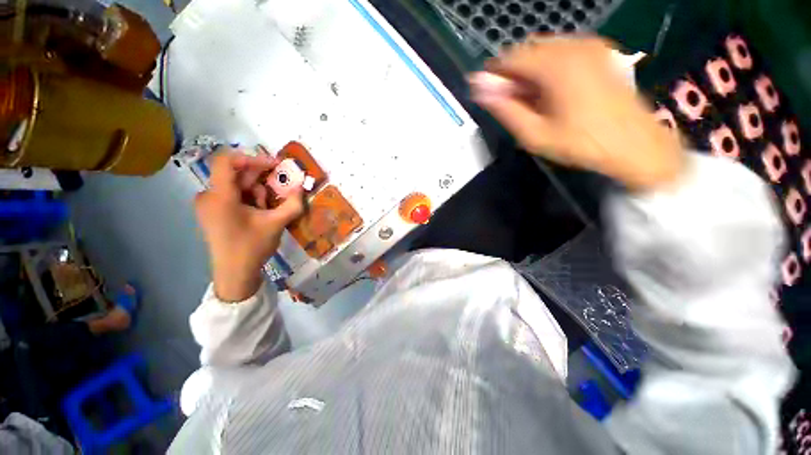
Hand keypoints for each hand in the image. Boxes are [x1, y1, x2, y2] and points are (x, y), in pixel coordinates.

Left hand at [195, 149, 304, 301]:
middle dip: (261, 179)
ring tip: (269, 209)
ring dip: (257, 191)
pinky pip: (233, 195)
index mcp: (219, 197)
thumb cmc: (252, 247)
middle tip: (281, 188)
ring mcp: (209, 204)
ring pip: (236, 185)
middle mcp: (208, 196)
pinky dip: (250, 198)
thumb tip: (301, 188)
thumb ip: (292, 204)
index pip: (228, 161)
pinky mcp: (213, 212)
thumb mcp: (277, 224)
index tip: (275, 165)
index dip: (253, 158)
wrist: (235, 274)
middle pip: (235, 174)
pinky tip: (260, 212)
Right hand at [469, 36, 683, 191]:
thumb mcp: (535, 134)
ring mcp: (590, 46)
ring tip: (530, 98)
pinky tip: (551, 89)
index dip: (493, 73)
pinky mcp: (601, 52)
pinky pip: (563, 50)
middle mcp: (572, 46)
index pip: (510, 57)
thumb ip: (505, 110)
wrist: (635, 144)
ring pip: (545, 49)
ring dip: (530, 69)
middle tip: (510, 100)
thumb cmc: (580, 143)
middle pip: (527, 50)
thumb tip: (480, 90)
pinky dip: (548, 65)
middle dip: (512, 72)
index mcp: (554, 66)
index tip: (487, 92)